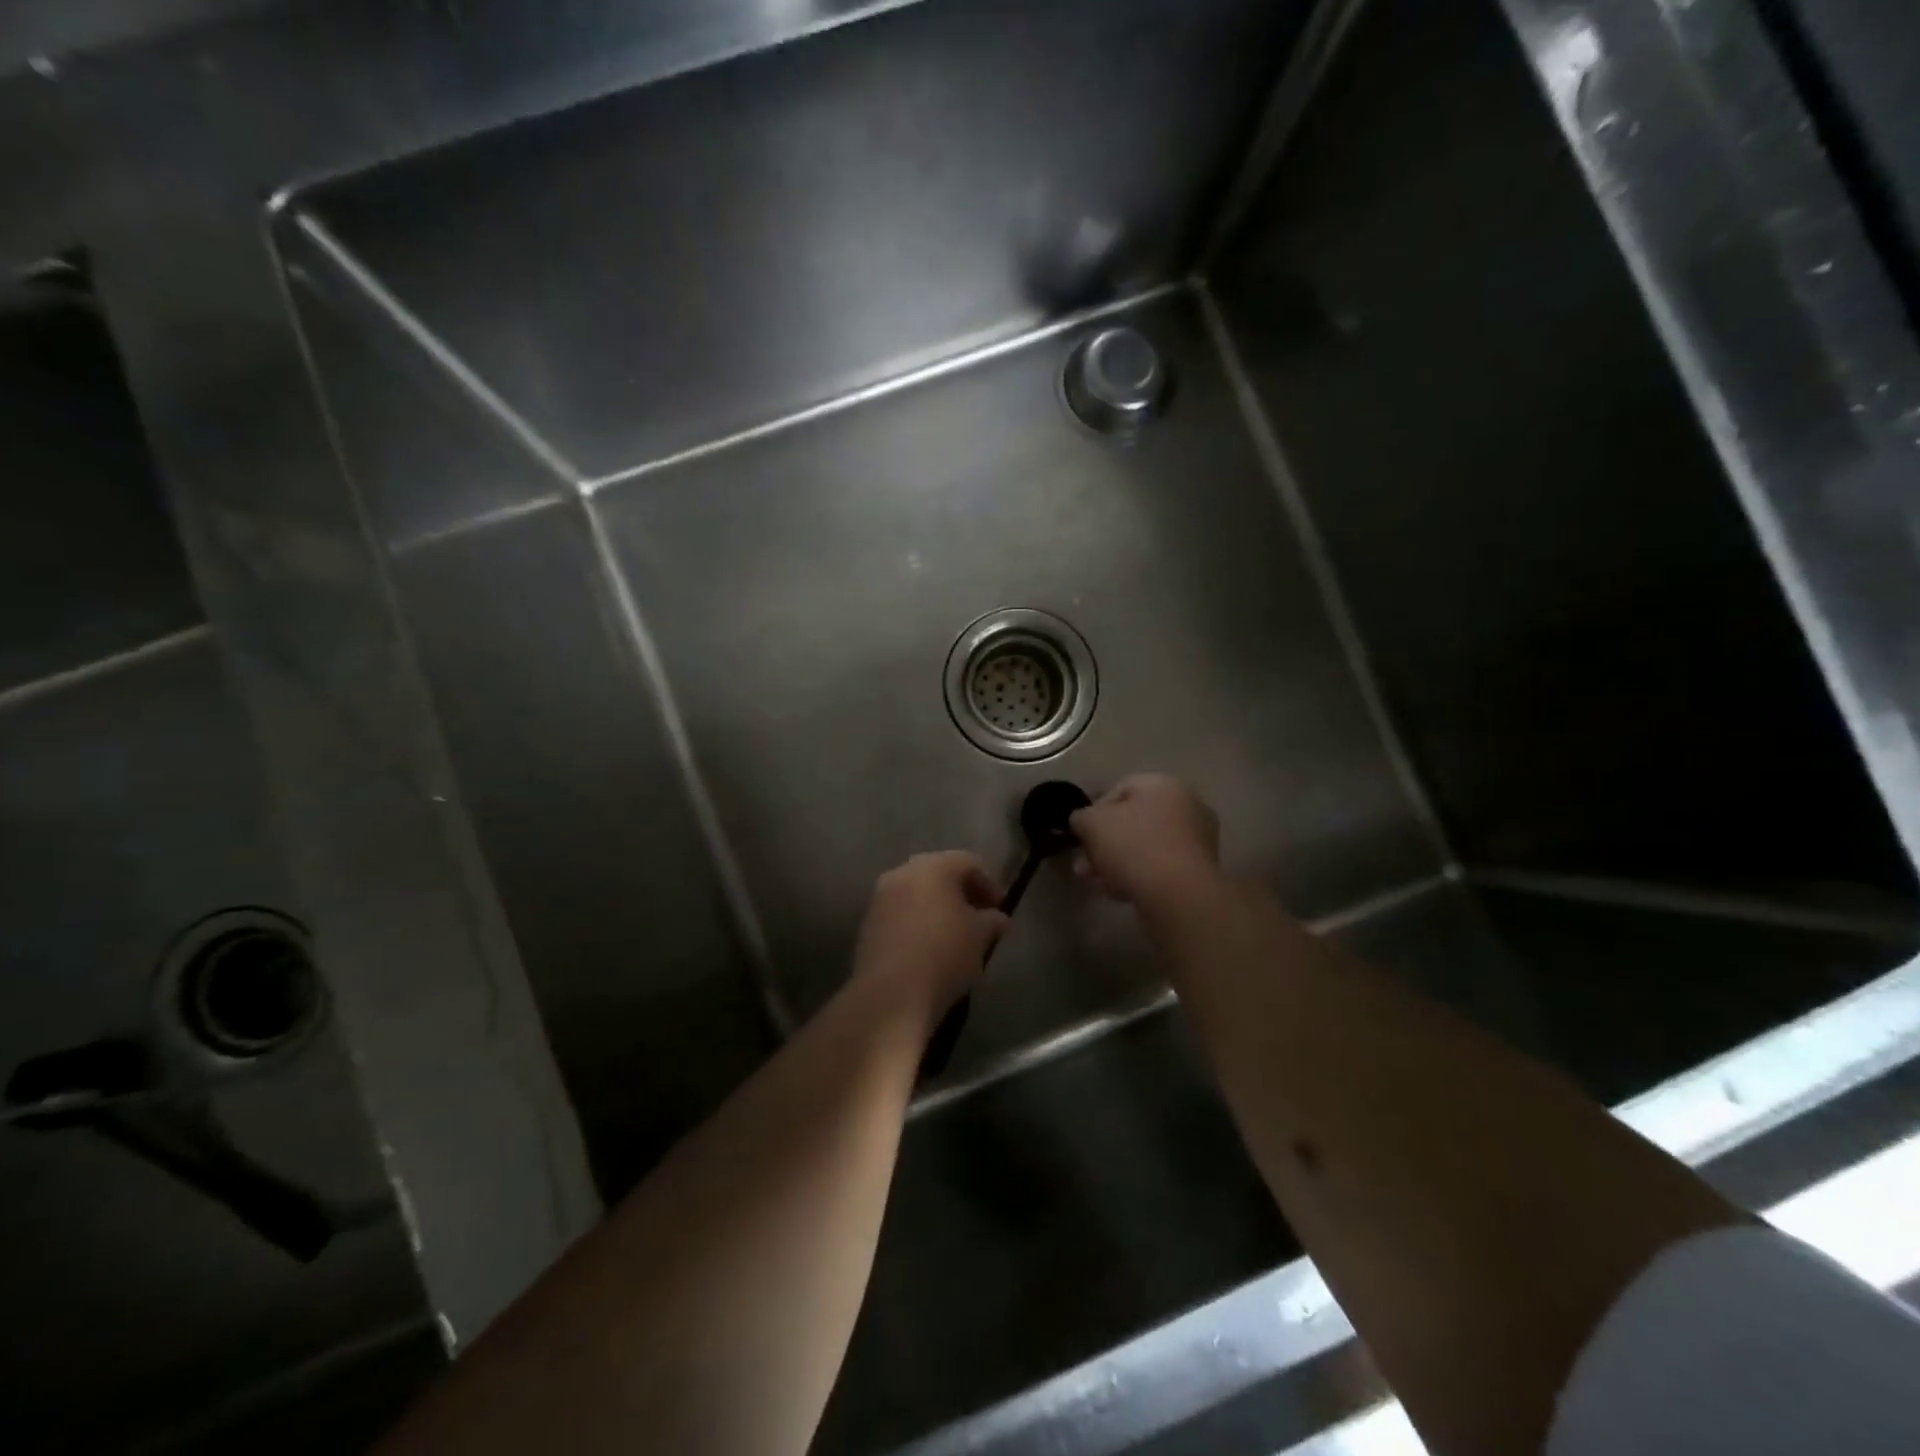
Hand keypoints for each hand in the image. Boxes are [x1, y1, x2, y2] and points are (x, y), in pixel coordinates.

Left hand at [851, 852, 1009, 1031]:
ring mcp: (880, 898)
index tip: (999, 910)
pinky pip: (899, 914)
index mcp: (933, 867)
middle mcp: (902, 873)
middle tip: (978, 918)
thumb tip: (997, 919)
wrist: (891, 994)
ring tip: (954, 936)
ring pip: (916, 894)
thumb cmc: (944, 955)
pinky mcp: (867, 924)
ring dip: (937, 908)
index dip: (989, 884)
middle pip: (938, 874)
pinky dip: (917, 923)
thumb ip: (992, 921)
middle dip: (961, 894)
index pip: (968, 863)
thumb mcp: (980, 937)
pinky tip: (929, 949)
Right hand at [1070, 773, 1220, 905]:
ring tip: (1097, 884)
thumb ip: (1081, 817)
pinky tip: (1120, 893)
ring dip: (1116, 863)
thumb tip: (1083, 822)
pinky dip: (1140, 876)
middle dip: (1104, 844)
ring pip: (1145, 847)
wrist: (1178, 894)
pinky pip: (1161, 867)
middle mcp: (1186, 804)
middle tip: (1085, 866)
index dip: (1093, 813)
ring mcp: (1197, 838)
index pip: (1118, 790)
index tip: (1082, 836)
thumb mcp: (1091, 824)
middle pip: (1132, 822)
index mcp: (1162, 784)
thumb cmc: (1133, 846)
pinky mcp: (1201, 869)